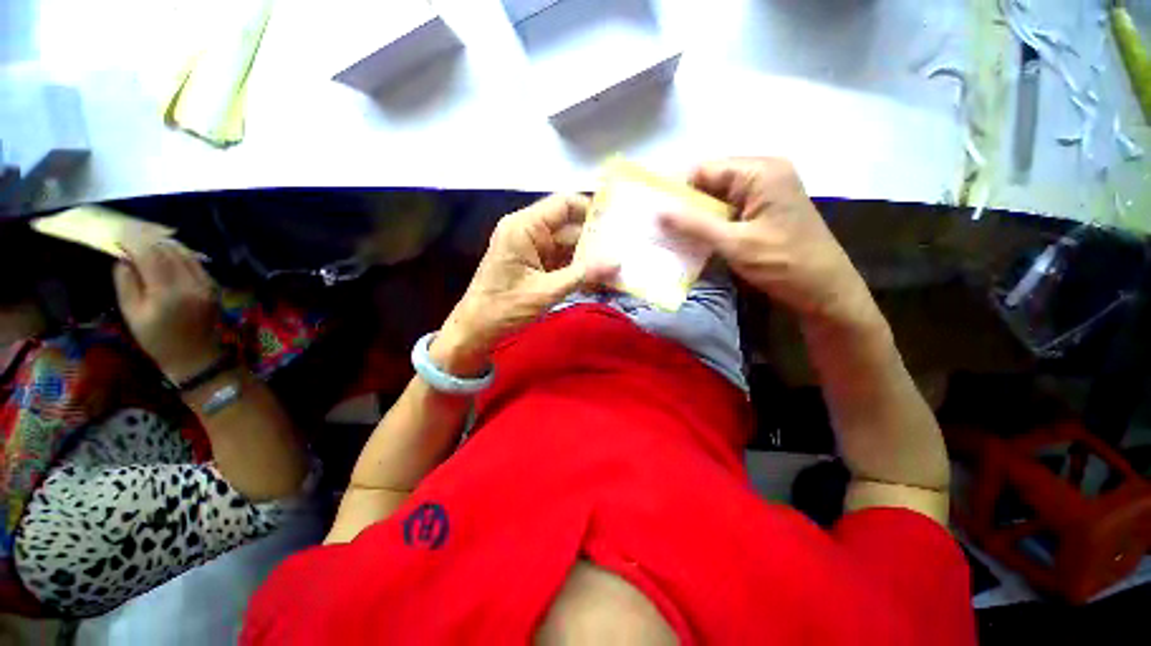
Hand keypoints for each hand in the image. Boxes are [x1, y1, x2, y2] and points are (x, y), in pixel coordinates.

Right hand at [113, 241, 222, 382]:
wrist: (195, 355)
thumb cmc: (157, 339)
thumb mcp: (132, 313)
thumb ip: (126, 282)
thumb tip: (124, 256)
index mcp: (168, 292)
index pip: (150, 255)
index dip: (134, 242)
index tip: (119, 234)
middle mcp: (191, 283)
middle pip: (168, 251)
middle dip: (147, 239)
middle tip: (130, 232)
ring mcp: (206, 284)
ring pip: (184, 253)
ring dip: (164, 243)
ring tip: (145, 238)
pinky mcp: (214, 285)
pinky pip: (195, 262)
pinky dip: (179, 253)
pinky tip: (165, 251)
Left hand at [432, 194, 615, 375]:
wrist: (476, 330)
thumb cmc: (504, 308)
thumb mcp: (546, 291)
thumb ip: (582, 275)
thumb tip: (617, 262)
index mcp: (524, 227)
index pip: (563, 204)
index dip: (591, 209)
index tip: (618, 222)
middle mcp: (528, 232)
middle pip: (569, 226)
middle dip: (595, 239)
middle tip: (625, 247)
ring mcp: (531, 249)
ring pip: (567, 245)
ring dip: (589, 257)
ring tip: (618, 263)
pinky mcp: (534, 265)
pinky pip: (561, 261)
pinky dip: (578, 269)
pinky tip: (600, 277)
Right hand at [660, 157, 876, 328]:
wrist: (825, 290)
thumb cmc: (783, 263)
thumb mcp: (733, 243)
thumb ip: (694, 224)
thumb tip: (658, 210)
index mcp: (760, 171)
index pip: (705, 169)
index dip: (678, 190)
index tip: (656, 213)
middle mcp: (764, 173)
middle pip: (711, 182)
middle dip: (686, 205)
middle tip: (661, 227)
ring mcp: (766, 192)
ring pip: (718, 198)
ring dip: (697, 217)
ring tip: (673, 235)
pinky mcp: (765, 210)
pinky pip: (729, 210)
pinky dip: (711, 224)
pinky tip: (696, 239)